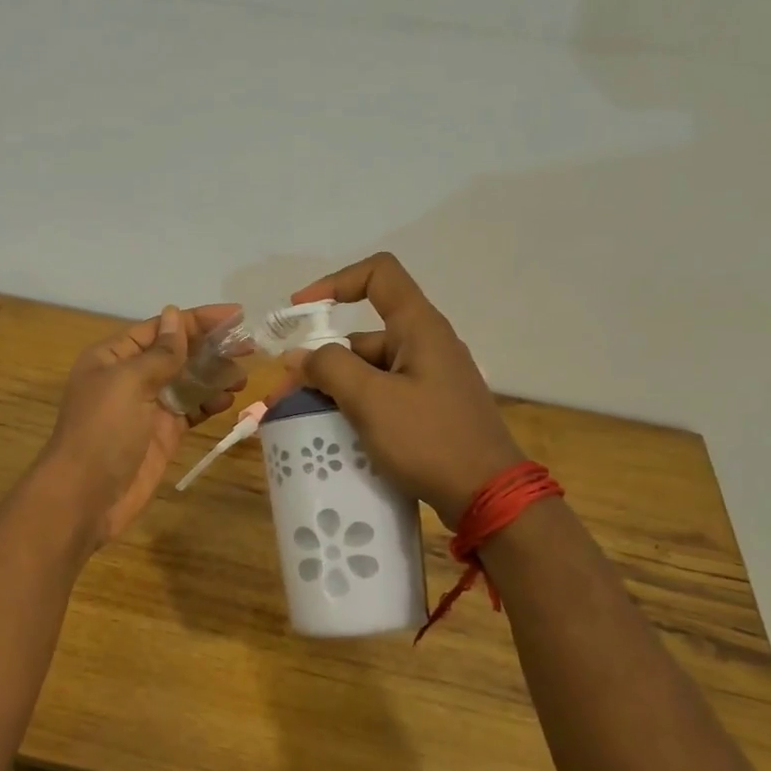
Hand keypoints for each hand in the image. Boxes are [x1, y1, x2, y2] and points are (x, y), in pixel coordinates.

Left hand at [39, 303, 244, 545]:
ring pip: (187, 382)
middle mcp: (131, 377)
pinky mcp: (162, 435)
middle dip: (211, 347)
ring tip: (243, 375)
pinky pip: (190, 410)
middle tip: (250, 346)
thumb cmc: (102, 431)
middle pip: (176, 353)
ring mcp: (147, 408)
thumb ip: (159, 353)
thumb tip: (175, 315)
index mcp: (114, 356)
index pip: (161, 328)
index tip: (236, 315)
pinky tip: (230, 399)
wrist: (85, 496)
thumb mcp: (128, 383)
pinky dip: (209, 403)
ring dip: (214, 375)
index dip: (197, 320)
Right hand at [281, 254, 521, 526]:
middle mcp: (425, 346)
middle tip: (284, 397)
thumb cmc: (429, 439)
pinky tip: (333, 435)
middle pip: (363, 336)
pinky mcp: (429, 410)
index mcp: (419, 328)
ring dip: (333, 390)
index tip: (300, 311)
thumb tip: (298, 356)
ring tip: (300, 423)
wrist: (487, 495)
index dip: (335, 282)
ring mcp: (429, 380)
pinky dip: (354, 408)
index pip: (379, 275)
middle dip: (319, 361)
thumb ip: (330, 368)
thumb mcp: (371, 400)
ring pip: (369, 371)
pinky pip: (382, 397)